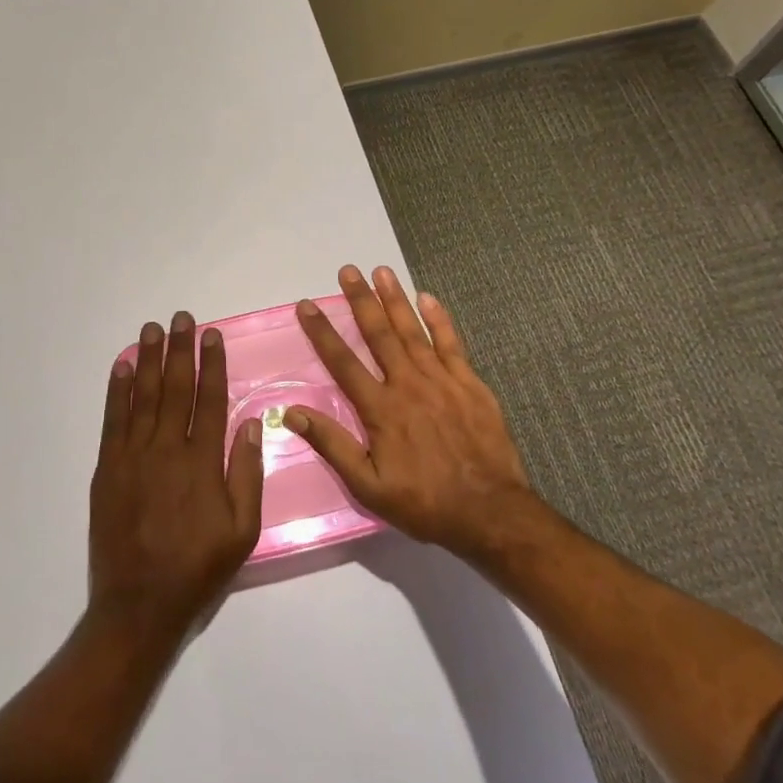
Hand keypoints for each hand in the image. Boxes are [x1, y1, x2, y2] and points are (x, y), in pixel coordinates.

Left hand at [88, 312, 264, 635]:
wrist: (139, 604)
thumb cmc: (198, 568)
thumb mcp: (242, 530)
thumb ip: (247, 473)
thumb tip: (252, 422)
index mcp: (202, 462)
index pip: (209, 400)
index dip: (211, 364)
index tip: (211, 336)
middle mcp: (167, 450)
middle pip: (174, 388)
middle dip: (179, 350)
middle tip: (181, 318)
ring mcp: (133, 457)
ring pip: (142, 397)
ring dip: (147, 360)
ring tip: (151, 330)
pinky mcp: (107, 469)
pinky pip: (112, 420)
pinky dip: (116, 391)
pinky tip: (121, 367)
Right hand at [286, 265, 536, 557]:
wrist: (490, 511)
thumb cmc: (424, 502)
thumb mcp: (368, 485)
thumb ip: (332, 445)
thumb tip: (292, 413)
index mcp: (381, 408)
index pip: (343, 362)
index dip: (322, 332)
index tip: (307, 305)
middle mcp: (408, 384)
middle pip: (379, 334)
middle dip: (360, 300)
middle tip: (348, 271)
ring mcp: (442, 380)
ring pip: (413, 331)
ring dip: (395, 299)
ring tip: (381, 271)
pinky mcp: (470, 383)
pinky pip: (451, 343)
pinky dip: (439, 319)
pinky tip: (428, 298)